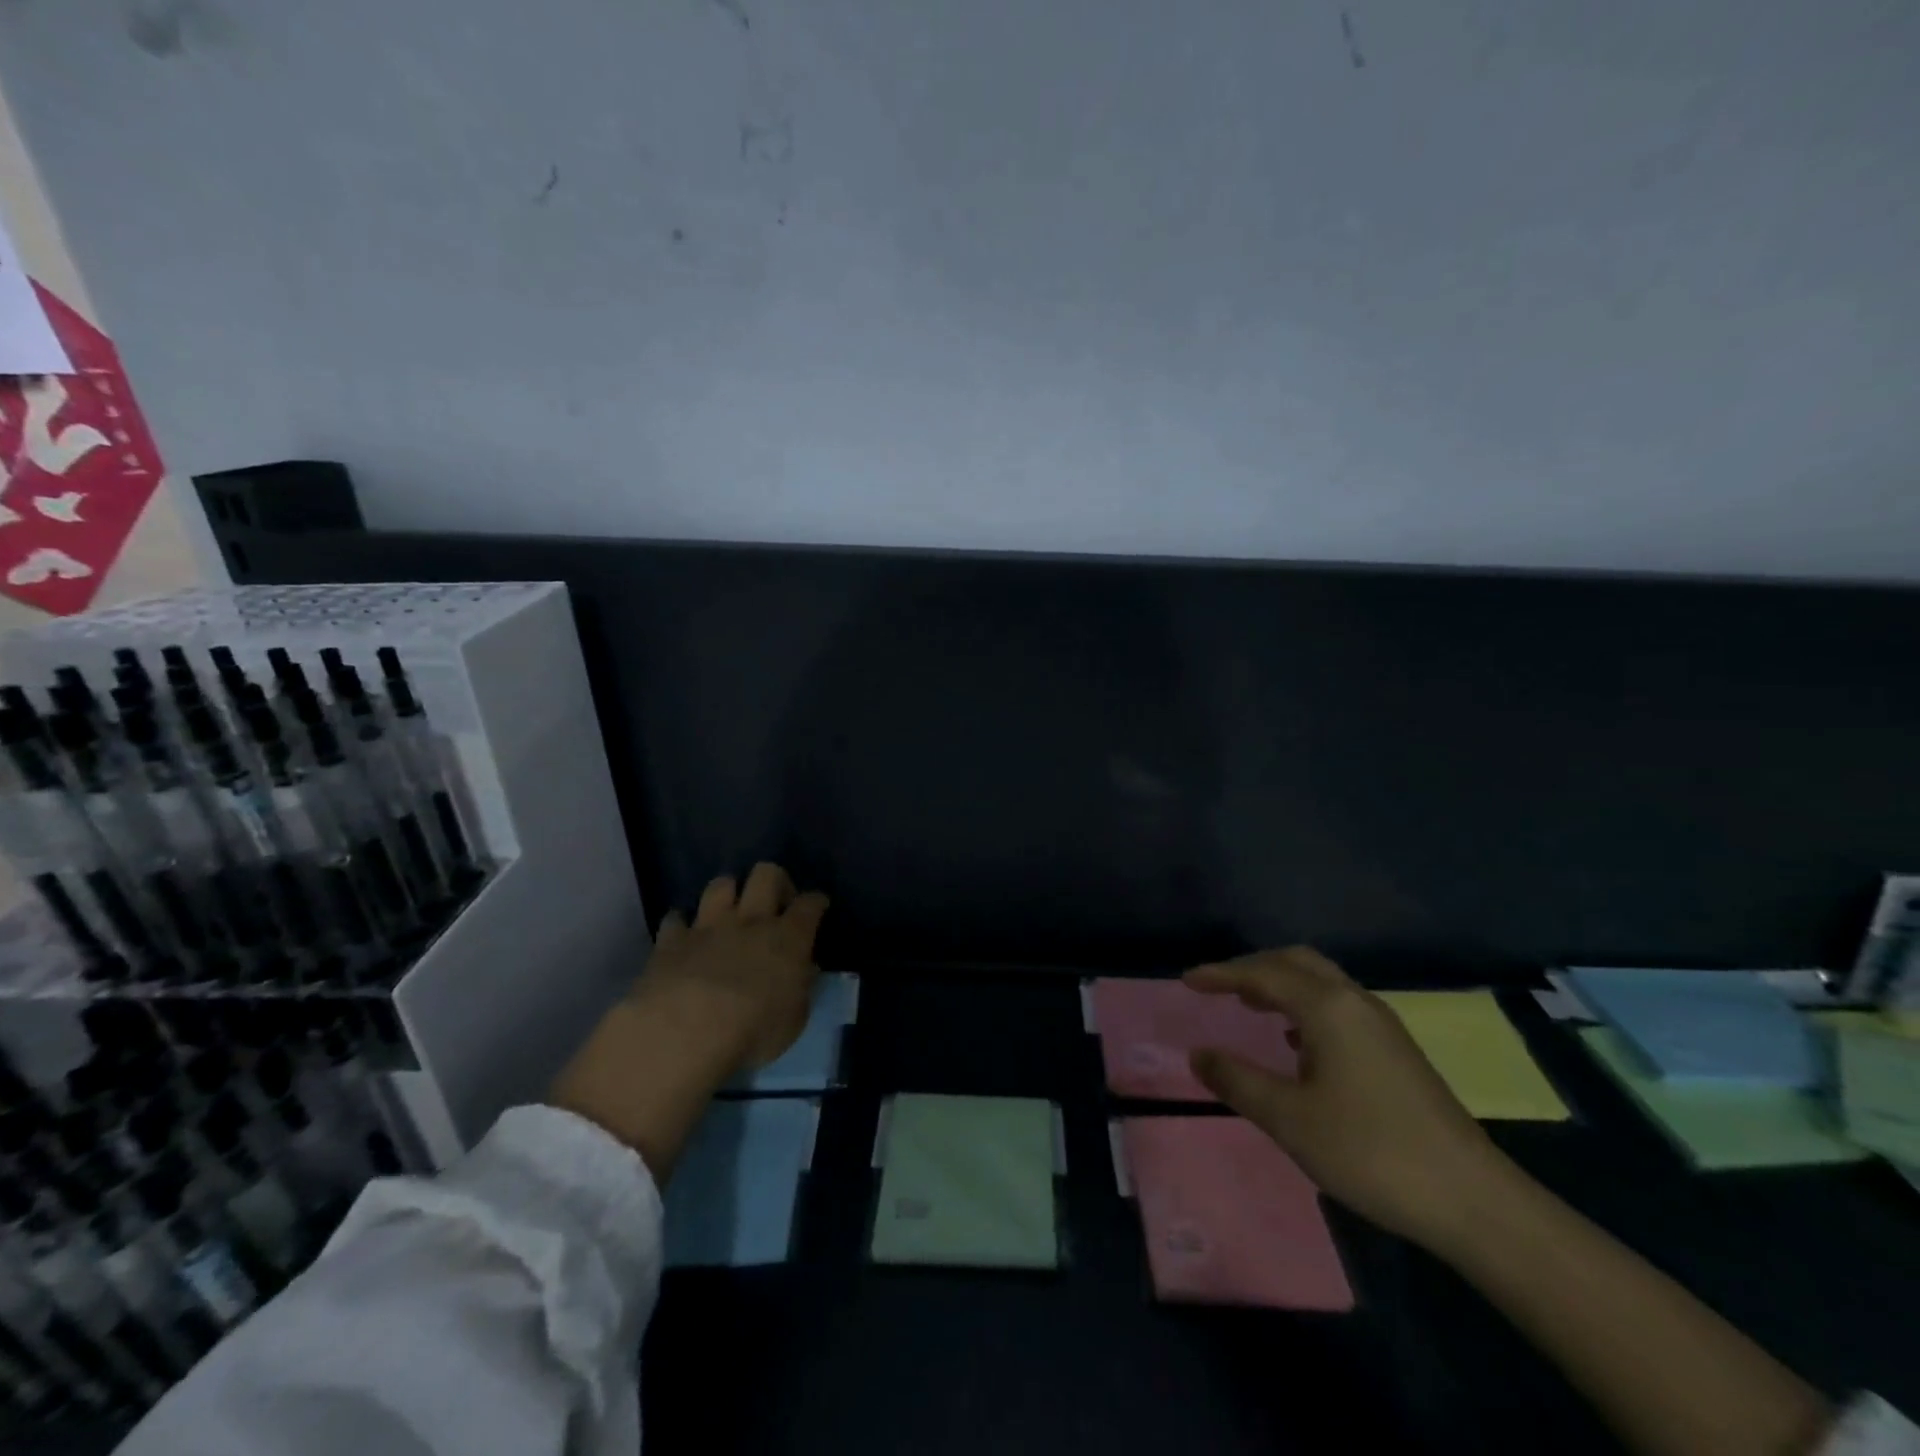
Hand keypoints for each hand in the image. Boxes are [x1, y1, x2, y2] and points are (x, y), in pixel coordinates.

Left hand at [634, 863, 829, 1074]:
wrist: (686, 1031)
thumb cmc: (753, 1031)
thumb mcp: (795, 1019)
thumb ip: (800, 988)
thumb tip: (803, 971)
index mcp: (788, 938)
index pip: (810, 903)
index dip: (816, 901)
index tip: (818, 906)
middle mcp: (751, 920)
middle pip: (767, 874)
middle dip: (775, 880)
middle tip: (775, 902)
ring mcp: (709, 926)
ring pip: (721, 885)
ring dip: (728, 893)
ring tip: (729, 912)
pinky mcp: (672, 941)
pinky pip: (676, 918)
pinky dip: (681, 924)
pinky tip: (684, 936)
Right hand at [1185, 947, 1510, 1250]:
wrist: (1473, 1201)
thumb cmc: (1371, 1151)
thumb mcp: (1289, 1119)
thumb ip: (1237, 1081)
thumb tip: (1198, 1054)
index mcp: (1327, 1007)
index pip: (1263, 974)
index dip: (1221, 974)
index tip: (1187, 980)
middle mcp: (1355, 1002)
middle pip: (1297, 963)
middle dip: (1253, 968)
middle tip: (1219, 987)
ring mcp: (1382, 1026)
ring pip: (1321, 983)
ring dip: (1282, 985)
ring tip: (1251, 1007)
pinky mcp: (1397, 1051)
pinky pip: (1338, 1006)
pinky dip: (1305, 1007)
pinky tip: (1298, 1045)